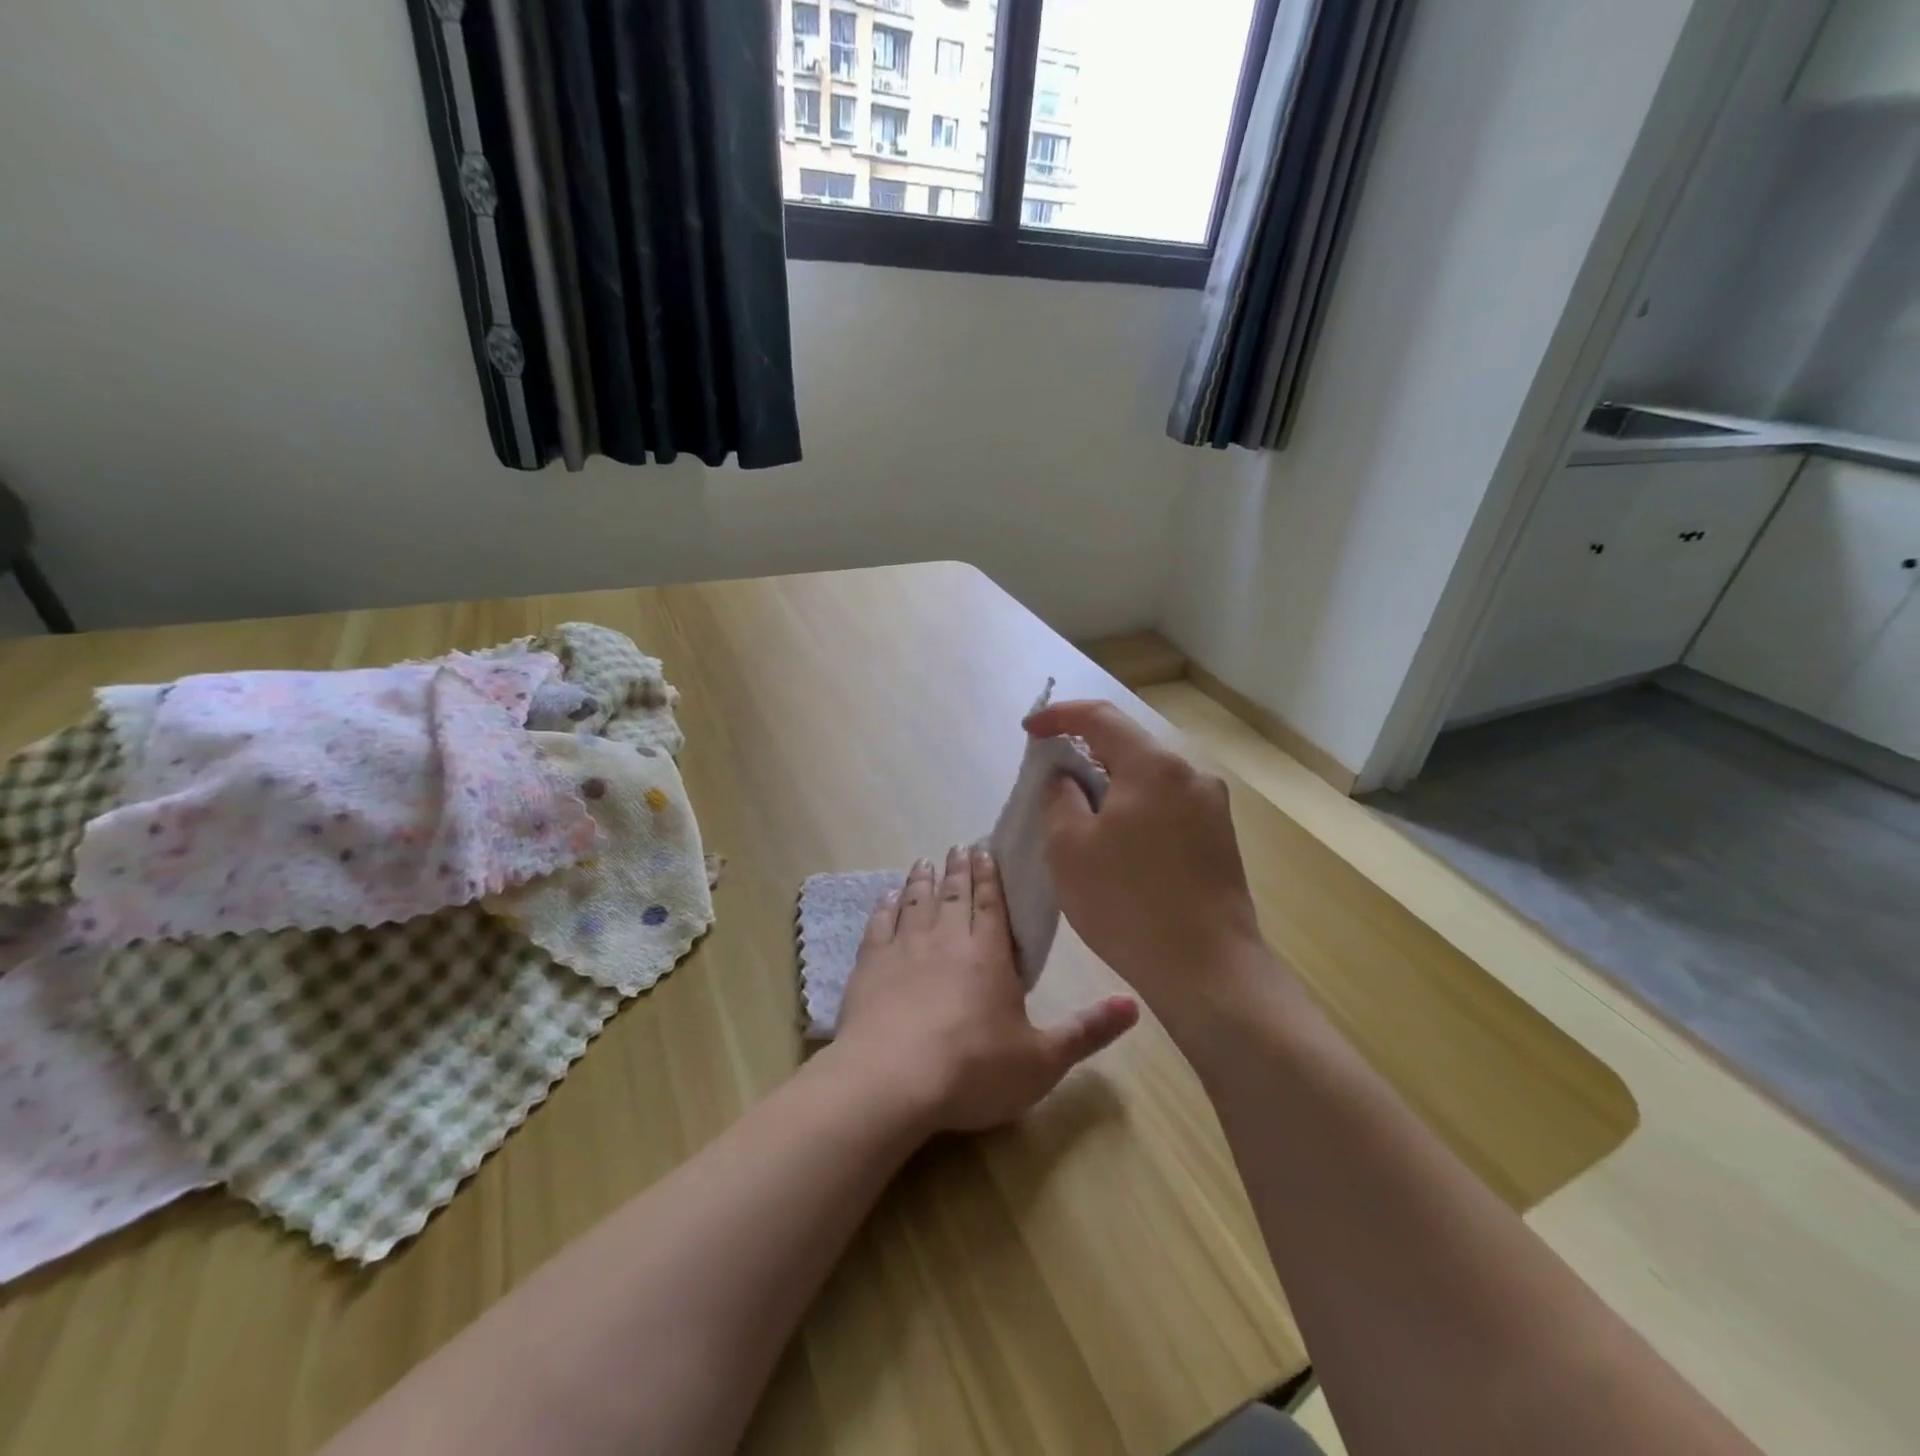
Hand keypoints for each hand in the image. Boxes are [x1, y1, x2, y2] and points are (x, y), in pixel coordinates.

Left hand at [832, 846, 1139, 1134]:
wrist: (891, 1080)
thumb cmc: (973, 1070)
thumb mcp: (1042, 1060)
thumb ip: (1087, 1031)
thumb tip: (1135, 1004)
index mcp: (989, 954)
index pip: (992, 904)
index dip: (990, 876)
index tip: (984, 851)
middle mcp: (947, 939)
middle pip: (955, 894)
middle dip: (959, 869)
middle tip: (958, 847)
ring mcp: (905, 948)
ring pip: (916, 902)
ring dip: (922, 880)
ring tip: (924, 863)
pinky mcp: (870, 965)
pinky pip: (879, 925)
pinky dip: (884, 907)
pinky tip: (885, 898)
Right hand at [1024, 700, 1263, 1020]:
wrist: (1207, 969)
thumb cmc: (1128, 902)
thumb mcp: (1070, 847)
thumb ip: (1060, 797)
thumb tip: (1065, 777)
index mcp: (1153, 766)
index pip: (1100, 717)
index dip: (1060, 716)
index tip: (1030, 729)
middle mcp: (1190, 775)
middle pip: (1128, 746)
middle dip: (1085, 755)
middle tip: (1050, 779)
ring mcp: (1212, 807)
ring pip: (1148, 779)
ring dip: (1111, 786)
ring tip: (1081, 816)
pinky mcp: (1220, 838)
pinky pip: (1166, 806)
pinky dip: (1135, 809)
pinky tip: (1119, 844)